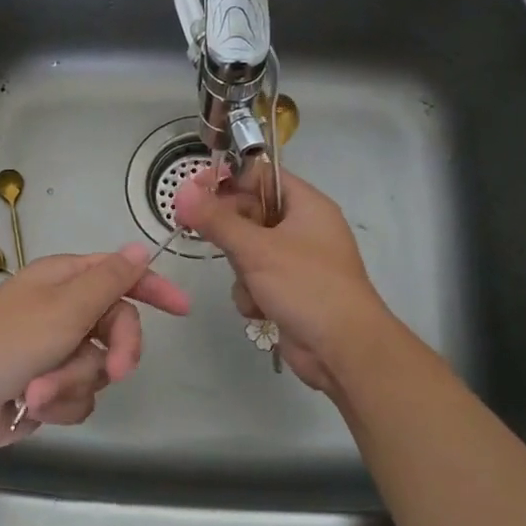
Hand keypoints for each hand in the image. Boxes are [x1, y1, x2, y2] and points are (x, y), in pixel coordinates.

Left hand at [0, 245, 190, 449]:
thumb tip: (140, 248)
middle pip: (117, 328)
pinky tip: (33, 404)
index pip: (121, 275)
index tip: (182, 310)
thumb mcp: (67, 306)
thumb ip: (110, 280)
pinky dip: (60, 403)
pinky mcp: (49, 388)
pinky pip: (80, 397)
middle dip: (115, 352)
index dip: (153, 288)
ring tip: (40, 388)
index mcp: (66, 281)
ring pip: (99, 369)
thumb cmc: (10, 341)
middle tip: (115, 370)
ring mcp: (56, 352)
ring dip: (74, 382)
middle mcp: (64, 312)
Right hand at [173, 167, 390, 393]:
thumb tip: (182, 191)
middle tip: (200, 234)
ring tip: (250, 285)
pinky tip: (260, 310)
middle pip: (250, 213)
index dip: (228, 180)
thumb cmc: (306, 286)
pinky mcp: (290, 291)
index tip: (194, 192)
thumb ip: (216, 220)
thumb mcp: (256, 249)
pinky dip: (252, 294)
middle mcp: (303, 228)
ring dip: (241, 271)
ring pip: (248, 251)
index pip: (261, 175)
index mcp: (306, 205)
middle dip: (229, 232)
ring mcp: (297, 262)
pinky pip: (256, 280)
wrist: (343, 350)